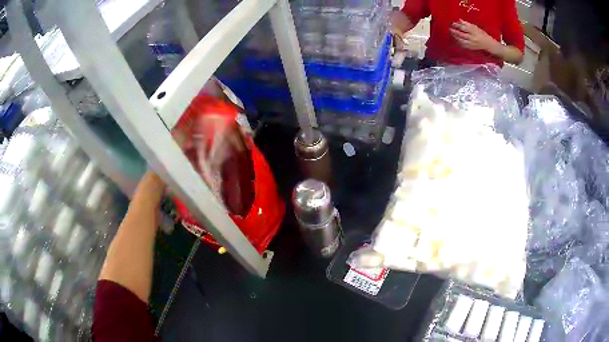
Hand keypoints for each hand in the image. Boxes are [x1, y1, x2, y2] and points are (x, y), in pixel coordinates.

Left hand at [450, 20, 499, 53]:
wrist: (488, 44)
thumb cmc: (482, 34)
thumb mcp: (476, 27)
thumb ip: (467, 24)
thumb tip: (459, 20)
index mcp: (474, 32)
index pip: (464, 28)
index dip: (457, 25)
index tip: (453, 23)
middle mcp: (473, 38)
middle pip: (461, 35)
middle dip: (455, 31)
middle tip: (450, 29)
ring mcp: (472, 44)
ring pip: (461, 41)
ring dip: (456, 37)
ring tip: (452, 34)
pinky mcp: (472, 48)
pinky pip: (463, 45)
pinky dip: (459, 42)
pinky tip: (456, 40)